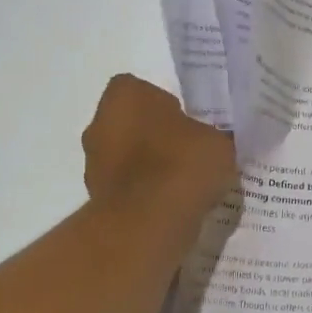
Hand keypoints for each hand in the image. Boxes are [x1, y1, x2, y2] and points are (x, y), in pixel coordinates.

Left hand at [81, 74, 236, 216]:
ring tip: (185, 184)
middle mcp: (99, 123)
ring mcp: (94, 162)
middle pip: (132, 124)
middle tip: (189, 153)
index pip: (143, 90)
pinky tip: (173, 205)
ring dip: (149, 166)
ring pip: (127, 156)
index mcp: (125, 96)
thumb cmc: (182, 165)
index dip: (167, 106)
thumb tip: (212, 142)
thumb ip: (211, 136)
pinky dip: (145, 193)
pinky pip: (128, 187)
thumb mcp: (218, 142)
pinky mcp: (97, 197)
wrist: (149, 222)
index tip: (190, 124)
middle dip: (156, 136)